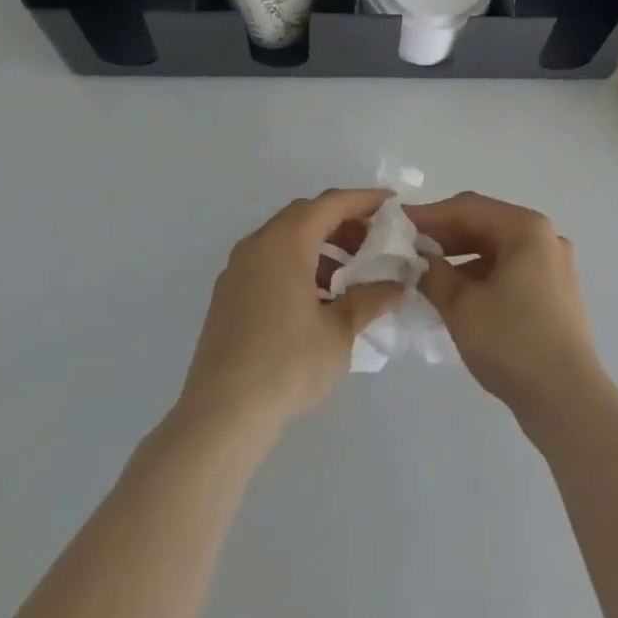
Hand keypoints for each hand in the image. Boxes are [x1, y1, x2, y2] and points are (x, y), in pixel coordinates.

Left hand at [177, 189, 404, 432]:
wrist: (220, 417)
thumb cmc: (286, 365)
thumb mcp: (339, 332)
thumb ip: (369, 300)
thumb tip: (397, 286)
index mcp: (287, 241)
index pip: (332, 203)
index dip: (365, 200)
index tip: (393, 204)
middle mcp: (259, 243)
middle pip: (307, 214)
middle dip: (344, 222)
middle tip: (375, 241)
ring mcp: (238, 268)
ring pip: (286, 237)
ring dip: (321, 245)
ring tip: (350, 274)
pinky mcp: (227, 294)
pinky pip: (270, 260)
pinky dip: (298, 263)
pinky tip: (317, 298)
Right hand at [409, 193, 602, 420]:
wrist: (568, 402)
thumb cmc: (513, 343)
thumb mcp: (462, 307)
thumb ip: (433, 274)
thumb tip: (417, 260)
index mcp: (526, 228)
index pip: (468, 208)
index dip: (429, 216)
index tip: (397, 224)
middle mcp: (544, 237)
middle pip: (484, 224)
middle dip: (444, 236)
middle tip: (406, 248)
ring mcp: (552, 265)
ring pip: (496, 249)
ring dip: (459, 257)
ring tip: (424, 272)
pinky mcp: (552, 292)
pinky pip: (508, 269)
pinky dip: (480, 275)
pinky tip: (454, 293)